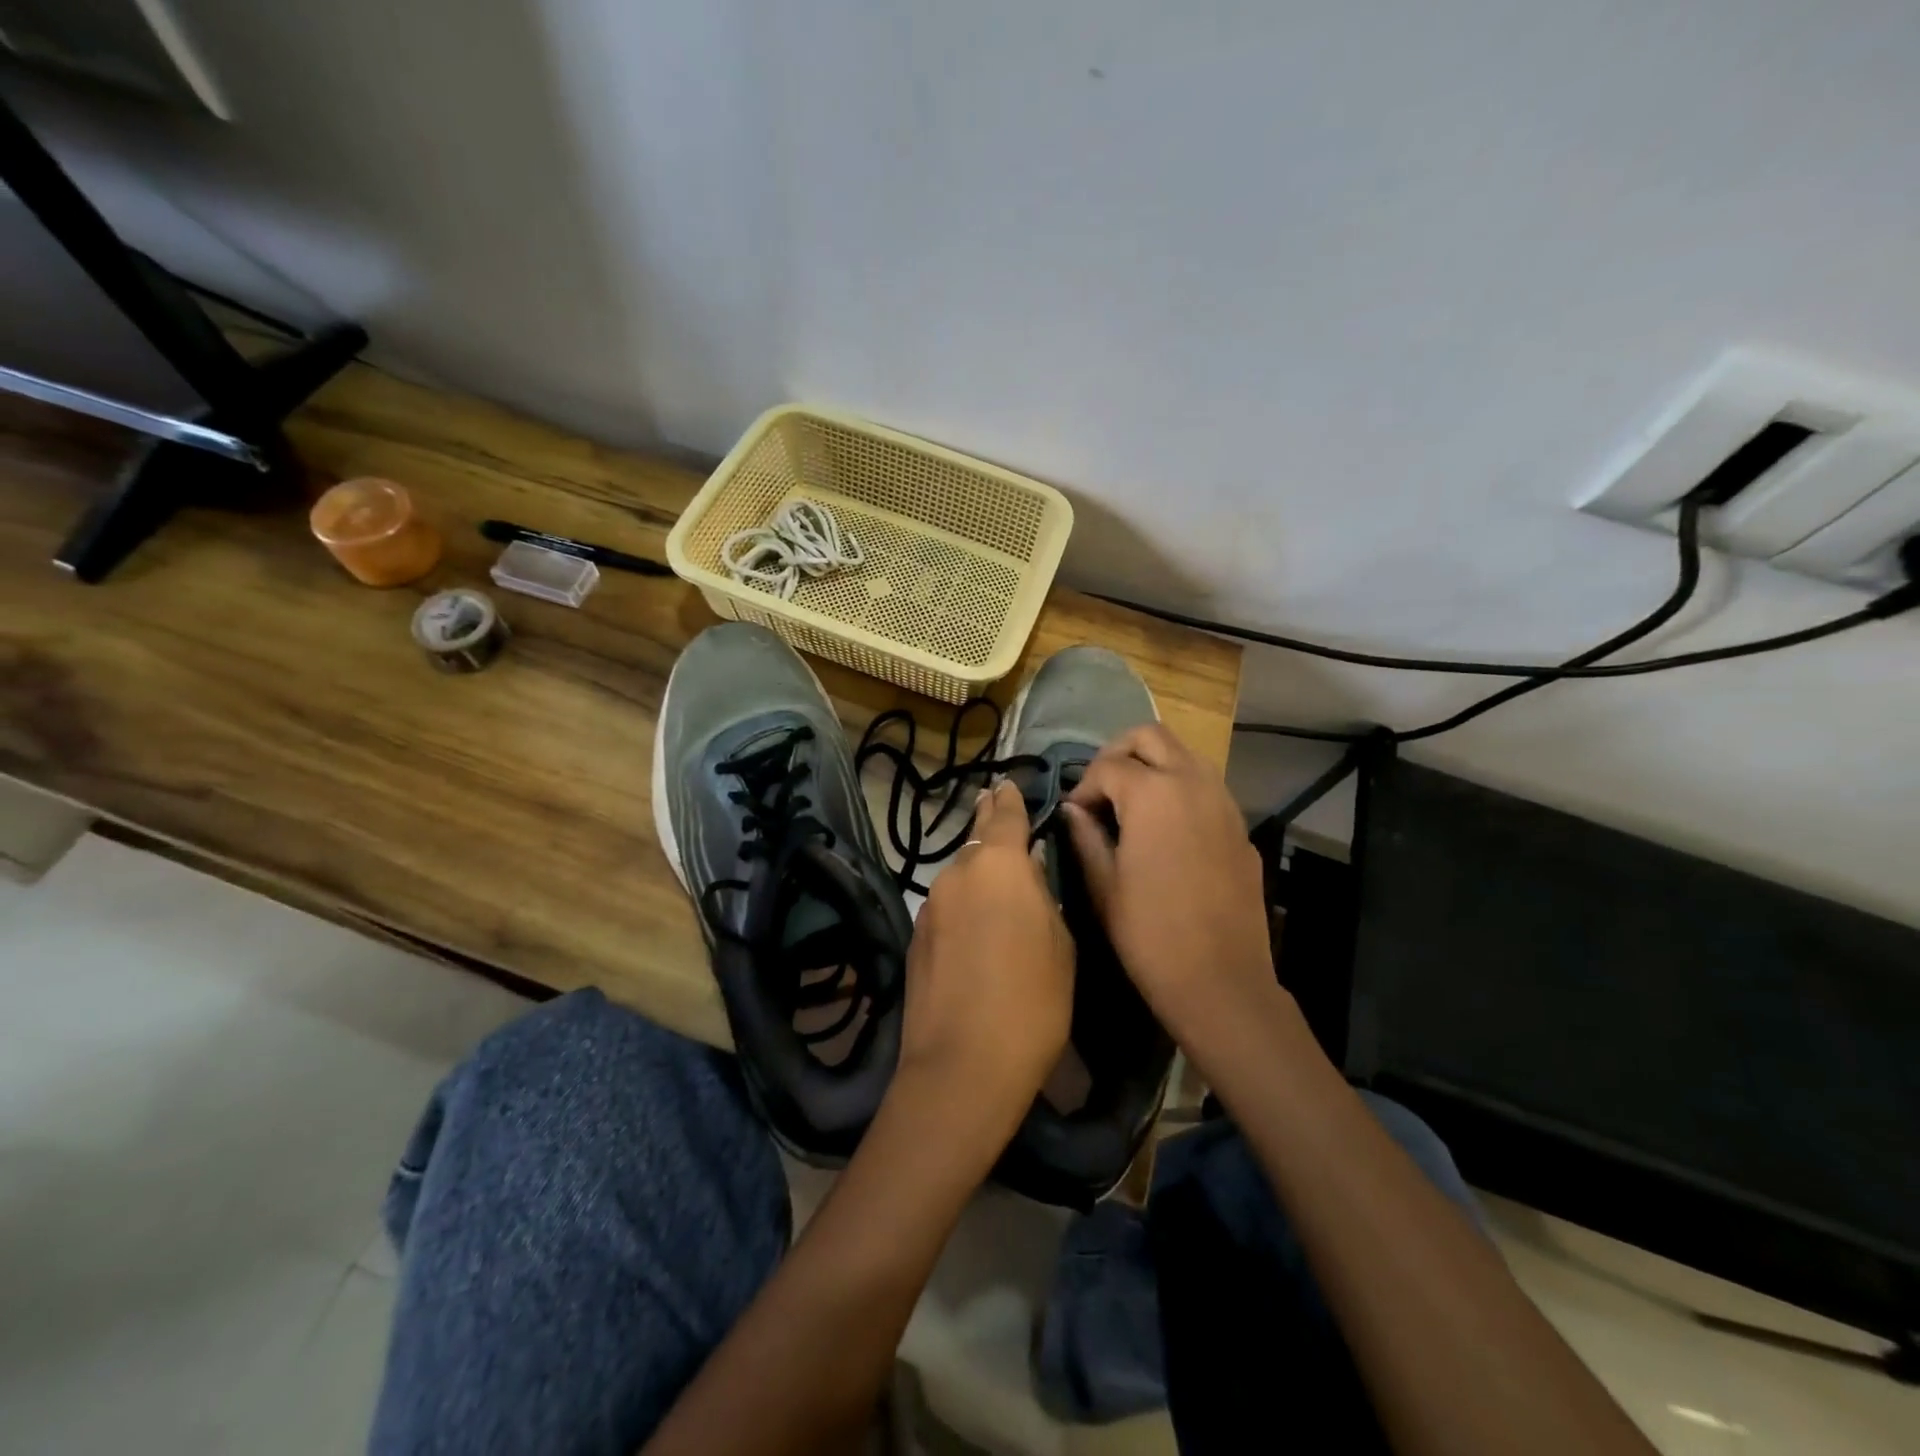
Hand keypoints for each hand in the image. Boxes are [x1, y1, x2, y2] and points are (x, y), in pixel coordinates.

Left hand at [892, 780, 1074, 1155]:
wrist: (962, 1065)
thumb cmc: (1033, 1001)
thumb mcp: (1061, 946)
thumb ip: (1042, 897)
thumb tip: (1027, 874)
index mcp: (999, 864)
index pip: (1004, 814)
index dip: (1008, 799)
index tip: (1006, 785)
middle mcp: (958, 873)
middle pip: (979, 843)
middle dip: (993, 835)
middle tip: (1007, 832)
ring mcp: (930, 905)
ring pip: (962, 878)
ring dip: (980, 880)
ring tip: (1002, 901)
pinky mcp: (915, 937)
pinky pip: (947, 908)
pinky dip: (964, 910)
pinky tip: (978, 936)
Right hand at [1062, 724, 1280, 1057]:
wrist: (1220, 981)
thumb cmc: (1149, 934)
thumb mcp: (1103, 885)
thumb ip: (1084, 835)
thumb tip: (1073, 810)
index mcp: (1153, 794)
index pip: (1108, 766)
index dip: (1083, 786)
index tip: (1073, 814)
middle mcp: (1193, 784)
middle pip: (1151, 737)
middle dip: (1119, 753)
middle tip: (1100, 789)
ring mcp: (1224, 803)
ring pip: (1185, 755)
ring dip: (1153, 765)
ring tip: (1130, 804)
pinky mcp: (1240, 828)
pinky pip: (1206, 787)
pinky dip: (1180, 789)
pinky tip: (1165, 830)